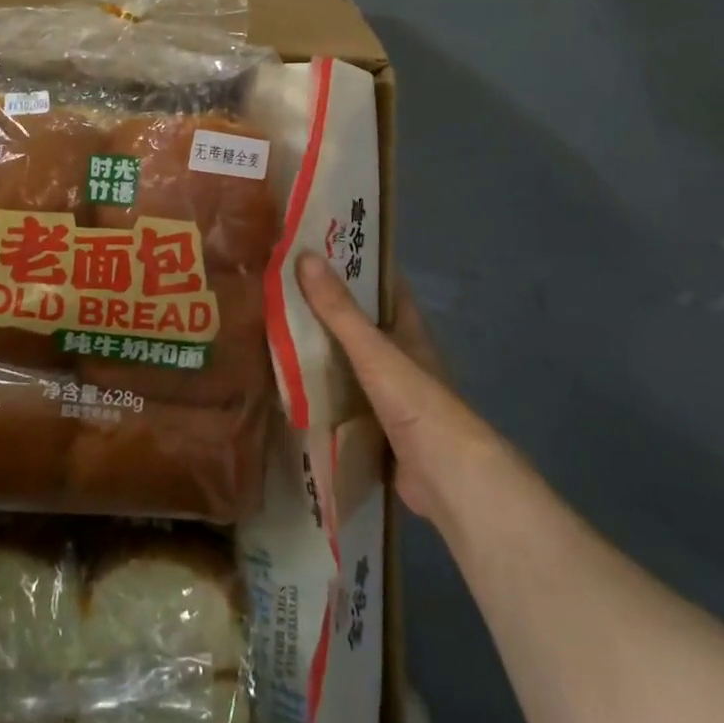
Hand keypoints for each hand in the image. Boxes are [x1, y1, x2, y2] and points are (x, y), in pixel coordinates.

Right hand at [297, 253, 490, 524]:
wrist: (447, 477)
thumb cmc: (416, 402)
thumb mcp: (374, 351)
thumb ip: (340, 310)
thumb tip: (306, 255)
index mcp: (407, 330)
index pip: (383, 284)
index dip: (356, 263)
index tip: (319, 244)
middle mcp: (401, 356)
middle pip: (362, 322)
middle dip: (328, 306)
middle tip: (282, 286)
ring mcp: (391, 394)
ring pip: (351, 361)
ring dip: (322, 349)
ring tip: (276, 328)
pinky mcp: (378, 426)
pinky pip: (344, 398)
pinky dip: (322, 390)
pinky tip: (291, 385)